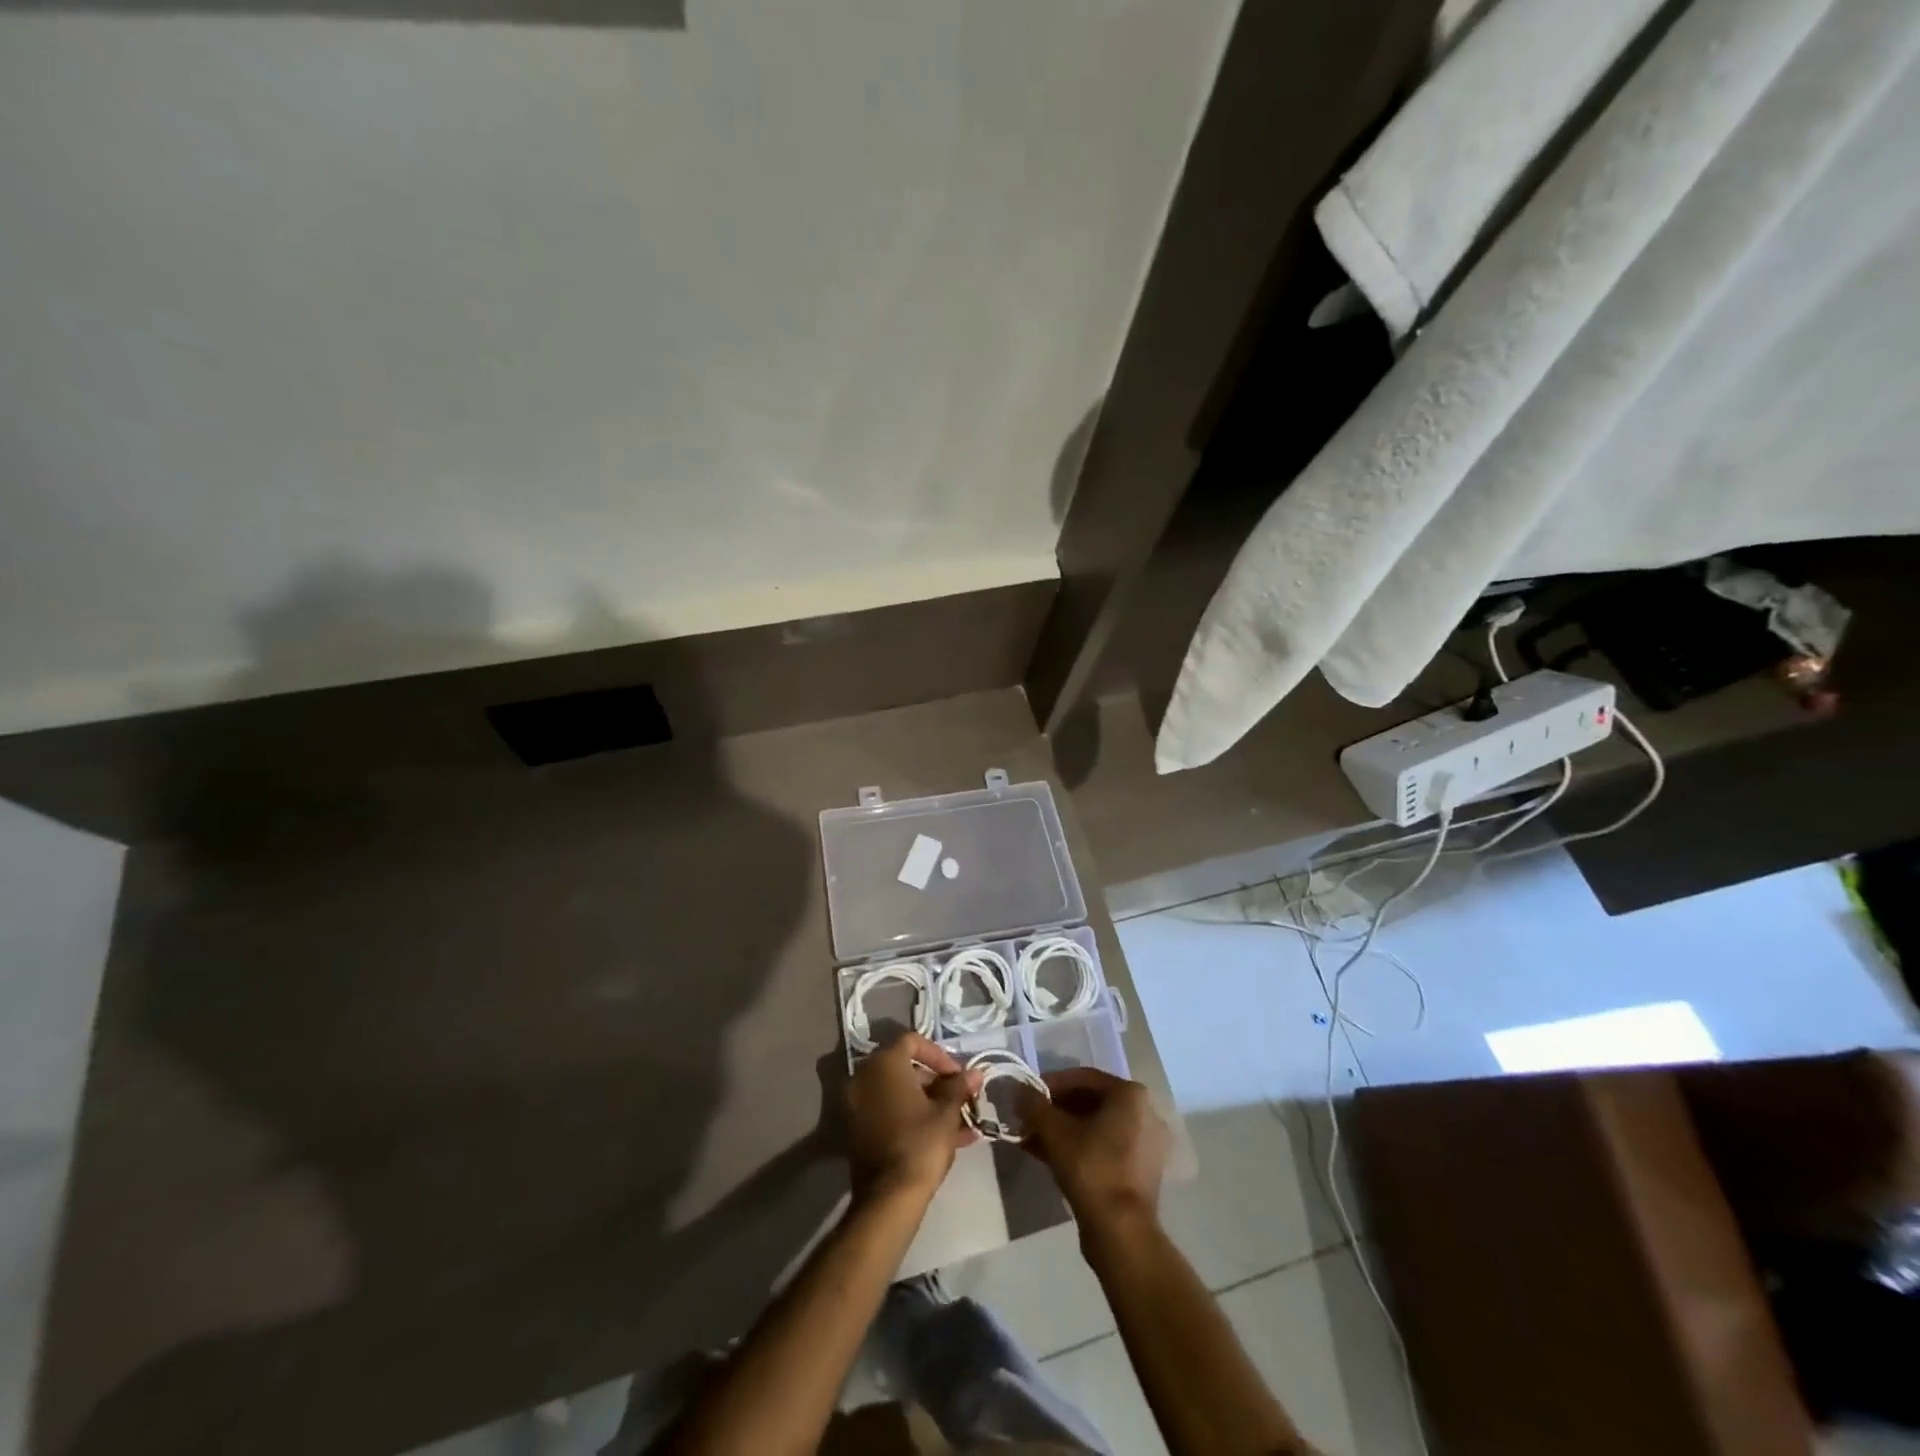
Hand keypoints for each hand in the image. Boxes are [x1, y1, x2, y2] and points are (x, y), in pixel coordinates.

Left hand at [843, 1034, 982, 1202]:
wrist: (888, 1197)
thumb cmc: (920, 1143)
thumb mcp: (947, 1112)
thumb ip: (959, 1087)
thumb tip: (975, 1073)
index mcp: (884, 1063)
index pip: (912, 1041)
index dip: (939, 1055)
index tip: (958, 1075)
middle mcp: (864, 1077)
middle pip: (904, 1068)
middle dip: (936, 1082)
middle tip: (959, 1098)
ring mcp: (857, 1105)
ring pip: (898, 1093)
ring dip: (928, 1103)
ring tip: (960, 1123)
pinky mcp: (857, 1130)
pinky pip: (889, 1113)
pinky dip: (912, 1117)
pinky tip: (943, 1138)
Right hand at [1016, 1068, 1169, 1227]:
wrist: (1121, 1232)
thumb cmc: (1091, 1168)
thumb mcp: (1054, 1131)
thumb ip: (1034, 1105)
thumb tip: (1017, 1089)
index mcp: (1130, 1095)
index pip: (1084, 1078)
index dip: (1051, 1084)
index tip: (1028, 1095)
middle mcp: (1145, 1114)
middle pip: (1091, 1102)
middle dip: (1056, 1110)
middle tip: (1029, 1118)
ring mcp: (1146, 1145)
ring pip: (1097, 1127)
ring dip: (1064, 1130)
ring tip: (1033, 1139)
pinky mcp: (1141, 1172)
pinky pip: (1105, 1148)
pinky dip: (1079, 1147)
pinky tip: (1049, 1157)